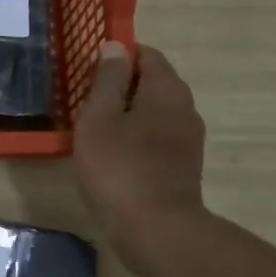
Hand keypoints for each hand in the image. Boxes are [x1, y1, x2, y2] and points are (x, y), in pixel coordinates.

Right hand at [74, 41, 206, 266]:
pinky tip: (114, 157)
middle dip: (122, 87)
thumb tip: (115, 46)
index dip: (118, 57)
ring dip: (128, 116)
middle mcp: (185, 108)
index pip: (147, 55)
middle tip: (87, 103)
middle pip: (154, 84)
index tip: (89, 73)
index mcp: (167, 90)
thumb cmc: (119, 168)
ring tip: (96, 131)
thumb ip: (107, 80)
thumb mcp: (100, 118)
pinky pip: (157, 139)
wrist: (155, 230)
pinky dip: (137, 139)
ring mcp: (188, 140)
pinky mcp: (183, 167)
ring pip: (155, 113)